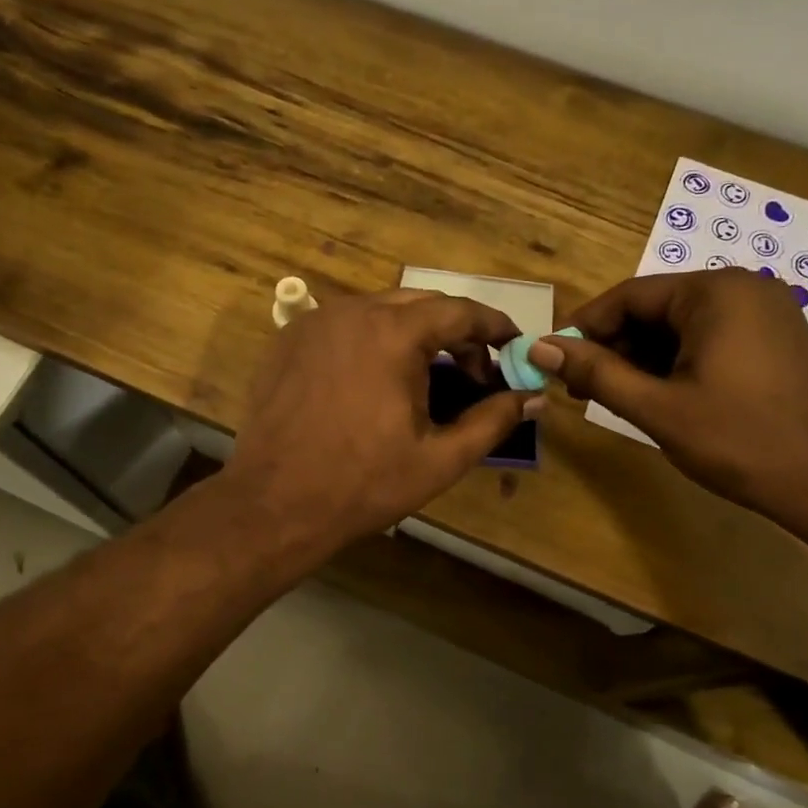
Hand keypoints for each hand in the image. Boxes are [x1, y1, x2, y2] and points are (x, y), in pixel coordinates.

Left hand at [224, 289, 539, 555]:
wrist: (274, 503)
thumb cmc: (363, 483)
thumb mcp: (440, 458)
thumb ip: (493, 420)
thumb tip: (532, 398)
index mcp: (393, 333)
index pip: (459, 311)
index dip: (494, 326)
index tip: (514, 345)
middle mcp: (352, 311)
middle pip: (421, 304)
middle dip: (456, 332)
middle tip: (476, 372)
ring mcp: (315, 322)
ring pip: (381, 311)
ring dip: (415, 335)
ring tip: (429, 377)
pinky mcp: (289, 340)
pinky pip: (345, 325)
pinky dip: (374, 340)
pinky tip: (379, 380)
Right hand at [530, 269, 807, 524]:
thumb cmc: (741, 441)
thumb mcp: (657, 408)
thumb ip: (595, 373)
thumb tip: (540, 347)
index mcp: (714, 292)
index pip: (628, 296)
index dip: (585, 329)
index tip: (557, 362)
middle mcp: (743, 289)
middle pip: (656, 309)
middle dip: (616, 347)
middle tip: (584, 390)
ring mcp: (768, 313)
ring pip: (683, 327)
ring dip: (645, 359)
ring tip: (621, 399)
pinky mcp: (780, 340)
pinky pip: (712, 339)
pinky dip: (680, 363)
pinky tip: (665, 398)